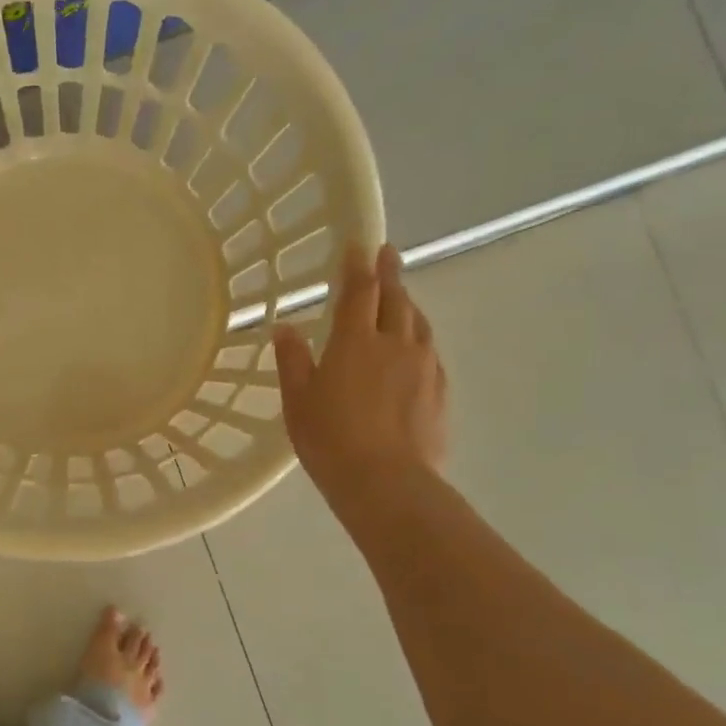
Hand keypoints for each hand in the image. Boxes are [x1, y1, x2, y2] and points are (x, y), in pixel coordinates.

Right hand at [274, 243, 448, 524]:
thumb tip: (286, 328)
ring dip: (408, 305)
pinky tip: (413, 350)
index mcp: (355, 342)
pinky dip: (419, 339)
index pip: (359, 292)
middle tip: (387, 255)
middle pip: (396, 299)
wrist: (387, 482)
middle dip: (390, 274)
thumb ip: (292, 360)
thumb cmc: (330, 438)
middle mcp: (395, 345)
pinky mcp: (440, 392)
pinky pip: (430, 352)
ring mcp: (423, 368)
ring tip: (401, 299)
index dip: (358, 265)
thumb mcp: (297, 400)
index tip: (360, 242)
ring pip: (418, 324)